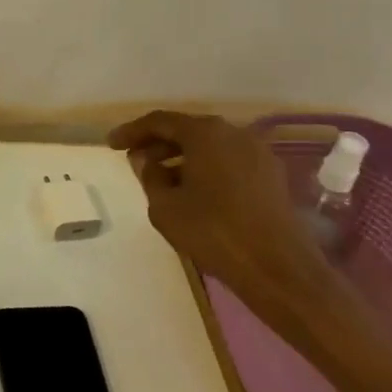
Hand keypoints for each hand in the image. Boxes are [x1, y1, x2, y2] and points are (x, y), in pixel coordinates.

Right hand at [108, 111, 342, 336]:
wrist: (280, 270)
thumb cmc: (214, 232)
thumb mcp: (164, 206)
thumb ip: (149, 176)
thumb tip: (147, 160)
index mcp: (205, 133)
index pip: (159, 121)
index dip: (132, 131)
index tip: (111, 144)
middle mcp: (234, 133)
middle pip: (187, 130)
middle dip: (158, 144)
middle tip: (135, 160)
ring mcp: (258, 153)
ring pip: (210, 147)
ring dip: (183, 158)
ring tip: (161, 179)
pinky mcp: (272, 177)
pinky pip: (229, 162)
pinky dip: (207, 169)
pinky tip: (194, 192)